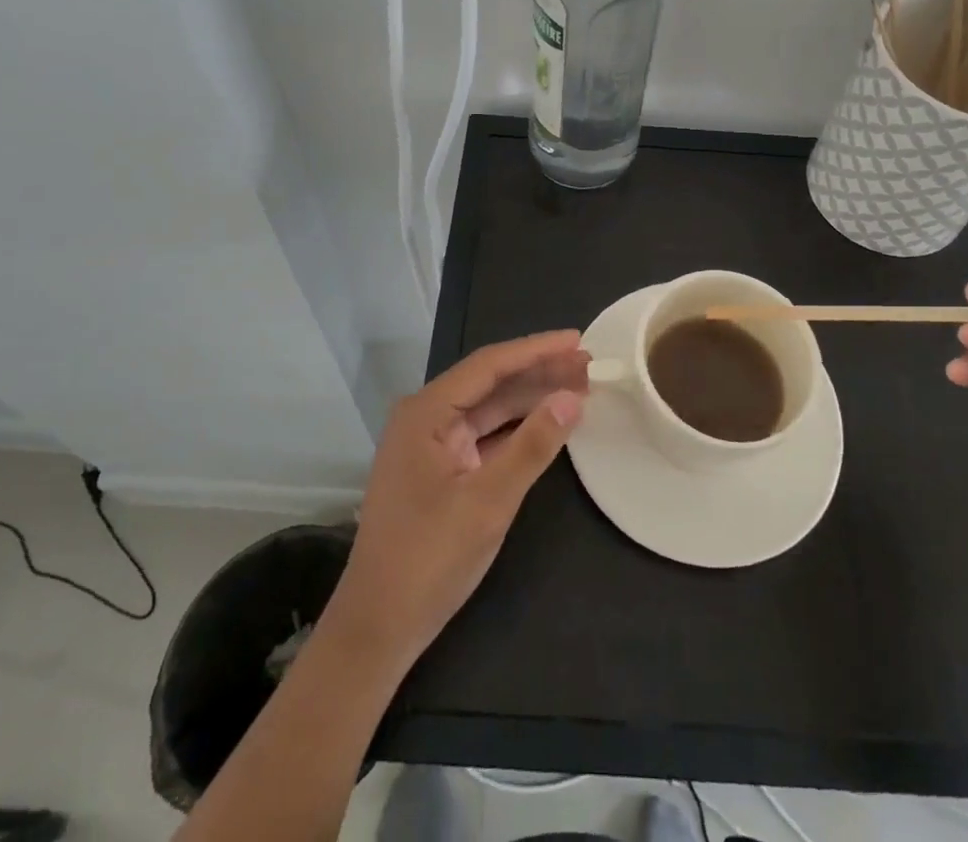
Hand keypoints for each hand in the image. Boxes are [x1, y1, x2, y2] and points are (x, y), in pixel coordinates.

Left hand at [323, 331, 588, 673]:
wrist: (378, 628)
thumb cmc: (429, 559)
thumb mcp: (488, 501)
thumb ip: (533, 446)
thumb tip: (573, 398)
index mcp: (426, 412)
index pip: (489, 365)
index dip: (536, 349)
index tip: (577, 339)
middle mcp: (426, 417)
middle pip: (491, 382)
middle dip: (539, 372)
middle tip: (588, 365)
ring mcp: (432, 444)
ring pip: (490, 408)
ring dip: (532, 398)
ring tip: (579, 387)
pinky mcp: (441, 469)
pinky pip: (485, 435)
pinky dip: (517, 428)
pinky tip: (548, 422)